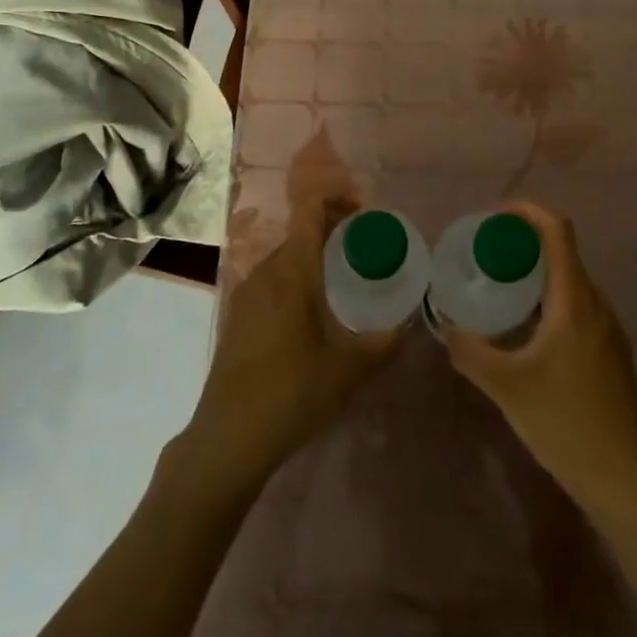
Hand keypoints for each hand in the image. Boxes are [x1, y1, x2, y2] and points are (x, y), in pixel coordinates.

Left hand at [177, 194, 399, 490]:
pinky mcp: (239, 314)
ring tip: (345, 280)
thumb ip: (384, 342)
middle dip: (334, 229)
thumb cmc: (291, 395)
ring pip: (287, 255)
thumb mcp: (348, 371)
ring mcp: (247, 292)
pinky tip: (314, 312)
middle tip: (366, 249)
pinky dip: (297, 276)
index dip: (336, 195)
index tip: (364, 212)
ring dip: (315, 254)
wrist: (227, 440)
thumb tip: (409, 322)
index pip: (309, 207)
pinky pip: (274, 278)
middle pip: (301, 230)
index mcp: (292, 270)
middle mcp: (266, 270)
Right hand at [439, 202, 636, 512]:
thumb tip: (445, 327)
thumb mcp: (506, 387)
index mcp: (575, 299)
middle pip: (562, 251)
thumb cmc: (566, 423)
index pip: (557, 229)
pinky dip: (548, 300)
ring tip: (500, 289)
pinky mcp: (610, 352)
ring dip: (536, 274)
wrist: (624, 481)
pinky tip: (526, 330)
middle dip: (523, 244)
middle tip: (486, 255)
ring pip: (569, 281)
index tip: (493, 219)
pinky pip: (576, 306)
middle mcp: (596, 303)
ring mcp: (608, 328)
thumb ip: (470, 352)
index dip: (526, 212)